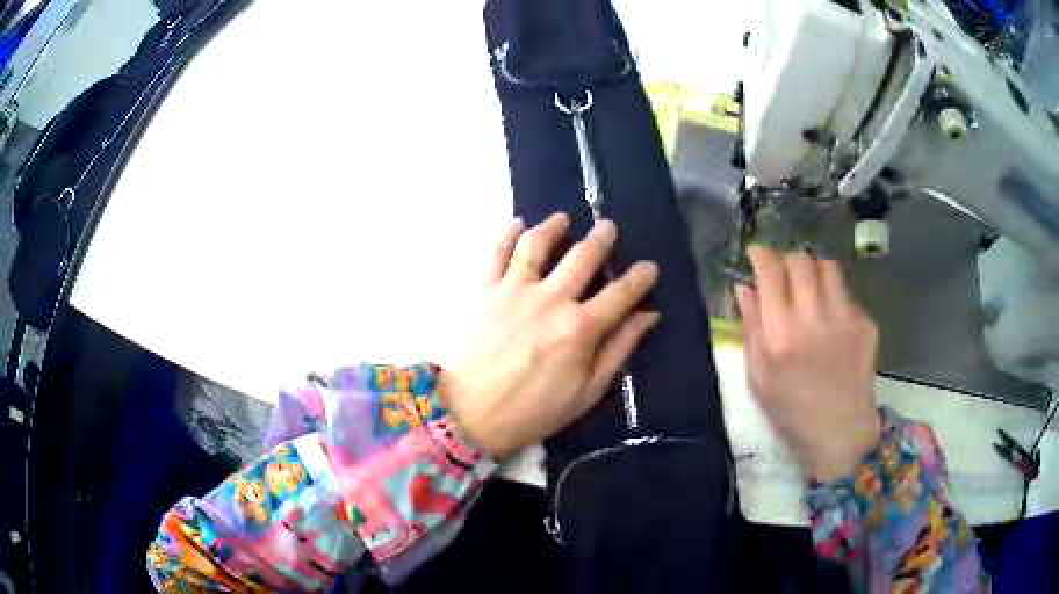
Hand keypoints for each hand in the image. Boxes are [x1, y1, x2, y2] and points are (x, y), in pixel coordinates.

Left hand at [439, 213, 659, 458]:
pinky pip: (495, 253)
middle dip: (601, 238)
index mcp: (580, 328)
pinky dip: (507, 234)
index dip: (640, 277)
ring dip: (554, 226)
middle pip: (583, 256)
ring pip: (537, 244)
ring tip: (563, 219)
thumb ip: (618, 349)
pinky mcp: (484, 291)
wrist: (471, 414)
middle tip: (608, 227)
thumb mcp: (586, 392)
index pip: (621, 293)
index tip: (649, 267)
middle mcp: (550, 300)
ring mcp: (513, 291)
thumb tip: (647, 316)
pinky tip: (516, 224)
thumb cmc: (534, 410)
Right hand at [734, 247, 881, 482]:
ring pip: (827, 266)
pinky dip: (833, 295)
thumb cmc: (792, 411)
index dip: (760, 254)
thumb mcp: (759, 378)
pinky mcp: (865, 323)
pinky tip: (830, 320)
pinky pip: (846, 292)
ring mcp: (845, 317)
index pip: (770, 270)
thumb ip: (751, 328)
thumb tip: (744, 287)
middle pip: (800, 259)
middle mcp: (815, 317)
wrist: (840, 433)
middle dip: (786, 259)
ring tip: (808, 288)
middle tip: (782, 273)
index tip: (756, 254)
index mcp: (782, 333)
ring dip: (812, 269)